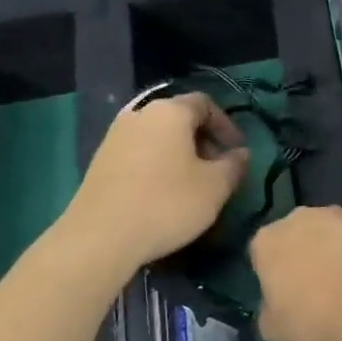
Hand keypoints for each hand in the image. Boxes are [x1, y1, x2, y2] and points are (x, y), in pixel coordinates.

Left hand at [68, 93, 248, 266]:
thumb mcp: (215, 187)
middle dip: (203, 140)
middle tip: (218, 169)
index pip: (205, 103)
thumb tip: (241, 154)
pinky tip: (164, 193)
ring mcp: (115, 136)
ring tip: (193, 183)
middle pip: (179, 117)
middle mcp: (140, 114)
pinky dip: (158, 164)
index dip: (226, 125)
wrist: (101, 236)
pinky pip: (140, 152)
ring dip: (180, 153)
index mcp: (170, 112)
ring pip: (158, 136)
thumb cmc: (167, 203)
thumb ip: (234, 165)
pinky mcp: (100, 160)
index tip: (238, 150)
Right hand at [249, 206, 341, 340]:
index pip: (260, 256)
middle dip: (300, 258)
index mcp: (266, 241)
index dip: (271, 277)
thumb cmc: (314, 316)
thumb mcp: (274, 331)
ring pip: (326, 236)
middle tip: (313, 290)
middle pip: (293, 238)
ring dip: (330, 253)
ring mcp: (336, 216)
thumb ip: (268, 311)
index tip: (283, 298)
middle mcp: (297, 218)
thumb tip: (275, 305)